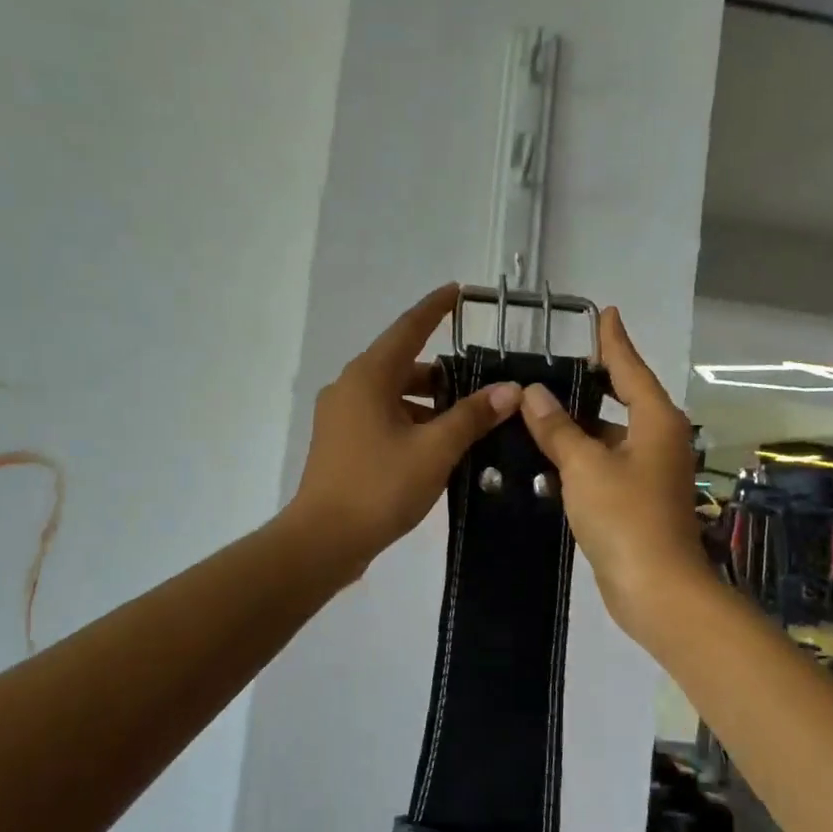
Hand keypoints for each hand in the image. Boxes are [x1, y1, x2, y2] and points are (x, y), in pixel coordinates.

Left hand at [289, 286, 522, 574]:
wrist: (323, 540)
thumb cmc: (379, 487)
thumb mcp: (435, 450)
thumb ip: (472, 416)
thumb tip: (509, 390)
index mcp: (369, 376)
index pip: (409, 328)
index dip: (436, 308)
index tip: (460, 291)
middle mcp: (350, 387)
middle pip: (403, 364)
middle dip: (443, 370)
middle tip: (482, 379)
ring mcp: (341, 417)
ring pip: (394, 394)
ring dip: (429, 401)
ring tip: (468, 418)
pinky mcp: (341, 443)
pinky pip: (383, 418)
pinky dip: (412, 421)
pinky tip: (439, 445)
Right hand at [518, 307, 710, 636]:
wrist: (656, 588)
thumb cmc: (625, 517)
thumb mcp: (584, 466)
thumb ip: (558, 429)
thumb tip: (533, 394)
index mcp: (656, 421)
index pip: (630, 368)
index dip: (614, 341)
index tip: (605, 313)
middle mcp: (660, 439)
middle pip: (625, 398)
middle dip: (595, 381)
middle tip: (559, 362)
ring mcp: (652, 471)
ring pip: (613, 434)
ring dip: (582, 423)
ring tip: (540, 407)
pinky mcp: (639, 499)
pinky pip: (608, 462)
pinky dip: (584, 454)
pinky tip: (551, 453)